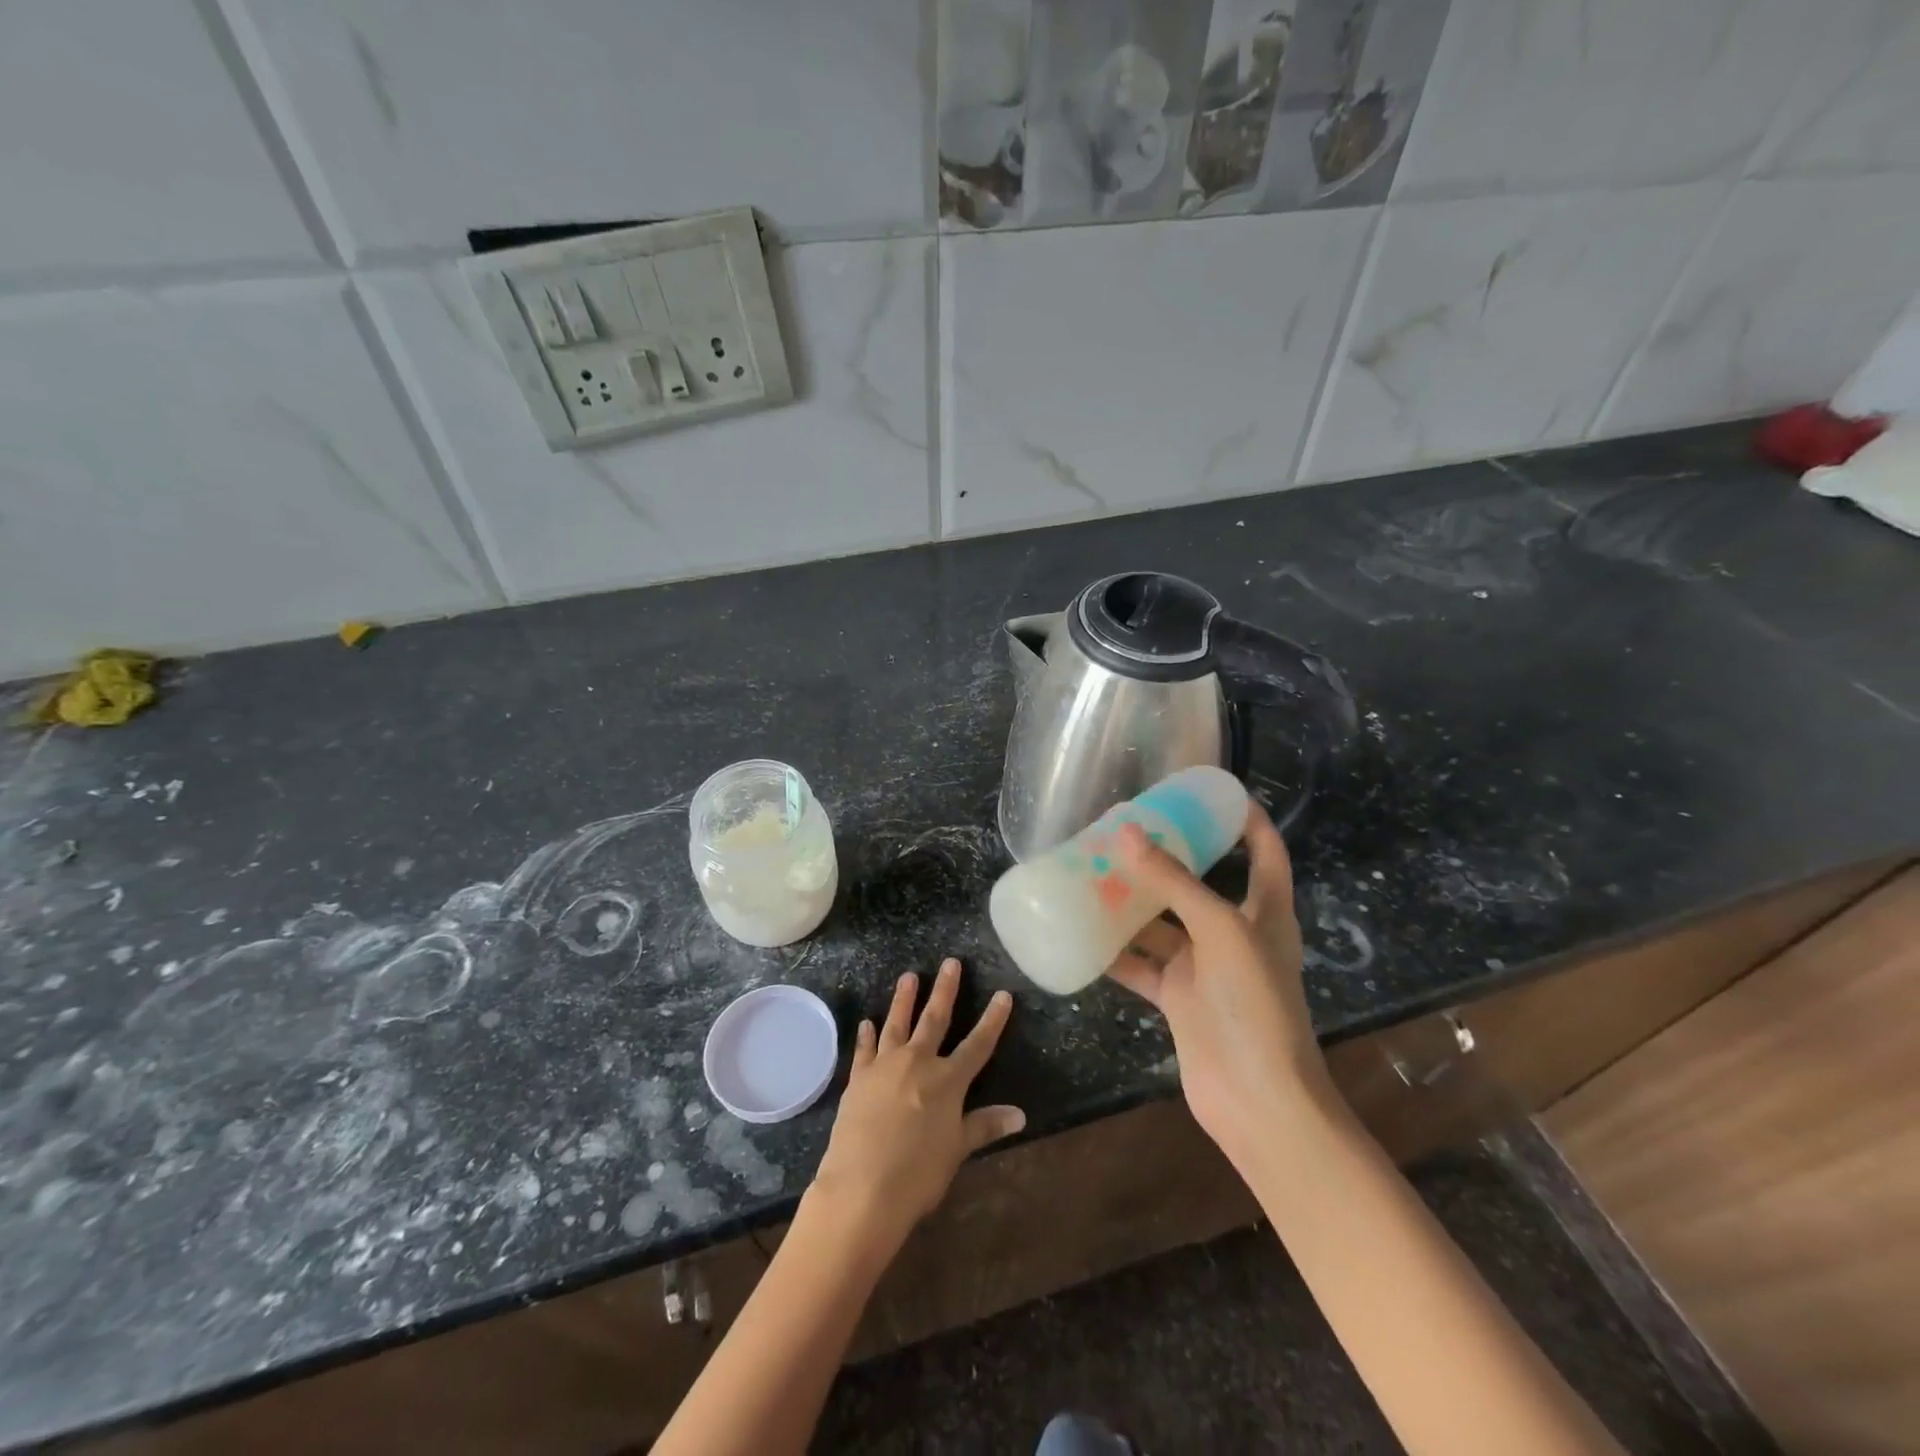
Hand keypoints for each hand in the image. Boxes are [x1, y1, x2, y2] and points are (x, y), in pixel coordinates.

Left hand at [811, 958, 1024, 1244]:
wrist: (862, 1188)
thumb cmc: (918, 1174)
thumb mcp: (957, 1150)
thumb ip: (985, 1125)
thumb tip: (1020, 1115)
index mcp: (948, 1080)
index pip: (978, 1043)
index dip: (993, 1019)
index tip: (1003, 994)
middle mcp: (918, 1062)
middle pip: (935, 1019)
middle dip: (946, 990)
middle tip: (950, 963)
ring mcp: (885, 1066)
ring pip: (897, 1023)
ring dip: (904, 999)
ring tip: (909, 976)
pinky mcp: (858, 1078)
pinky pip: (864, 1049)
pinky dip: (866, 1035)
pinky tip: (866, 1023)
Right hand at [1106, 803, 1327, 1170]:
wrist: (1258, 1099)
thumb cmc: (1254, 1002)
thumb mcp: (1220, 929)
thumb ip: (1173, 882)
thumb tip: (1128, 833)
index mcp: (1265, 910)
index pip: (1264, 849)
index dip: (1244, 817)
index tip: (1210, 790)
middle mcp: (1235, 932)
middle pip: (1199, 882)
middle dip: (1167, 857)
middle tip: (1126, 828)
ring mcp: (1205, 967)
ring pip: (1162, 923)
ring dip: (1131, 902)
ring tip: (1091, 870)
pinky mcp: (1179, 998)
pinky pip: (1141, 964)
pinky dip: (1115, 950)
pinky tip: (1082, 930)